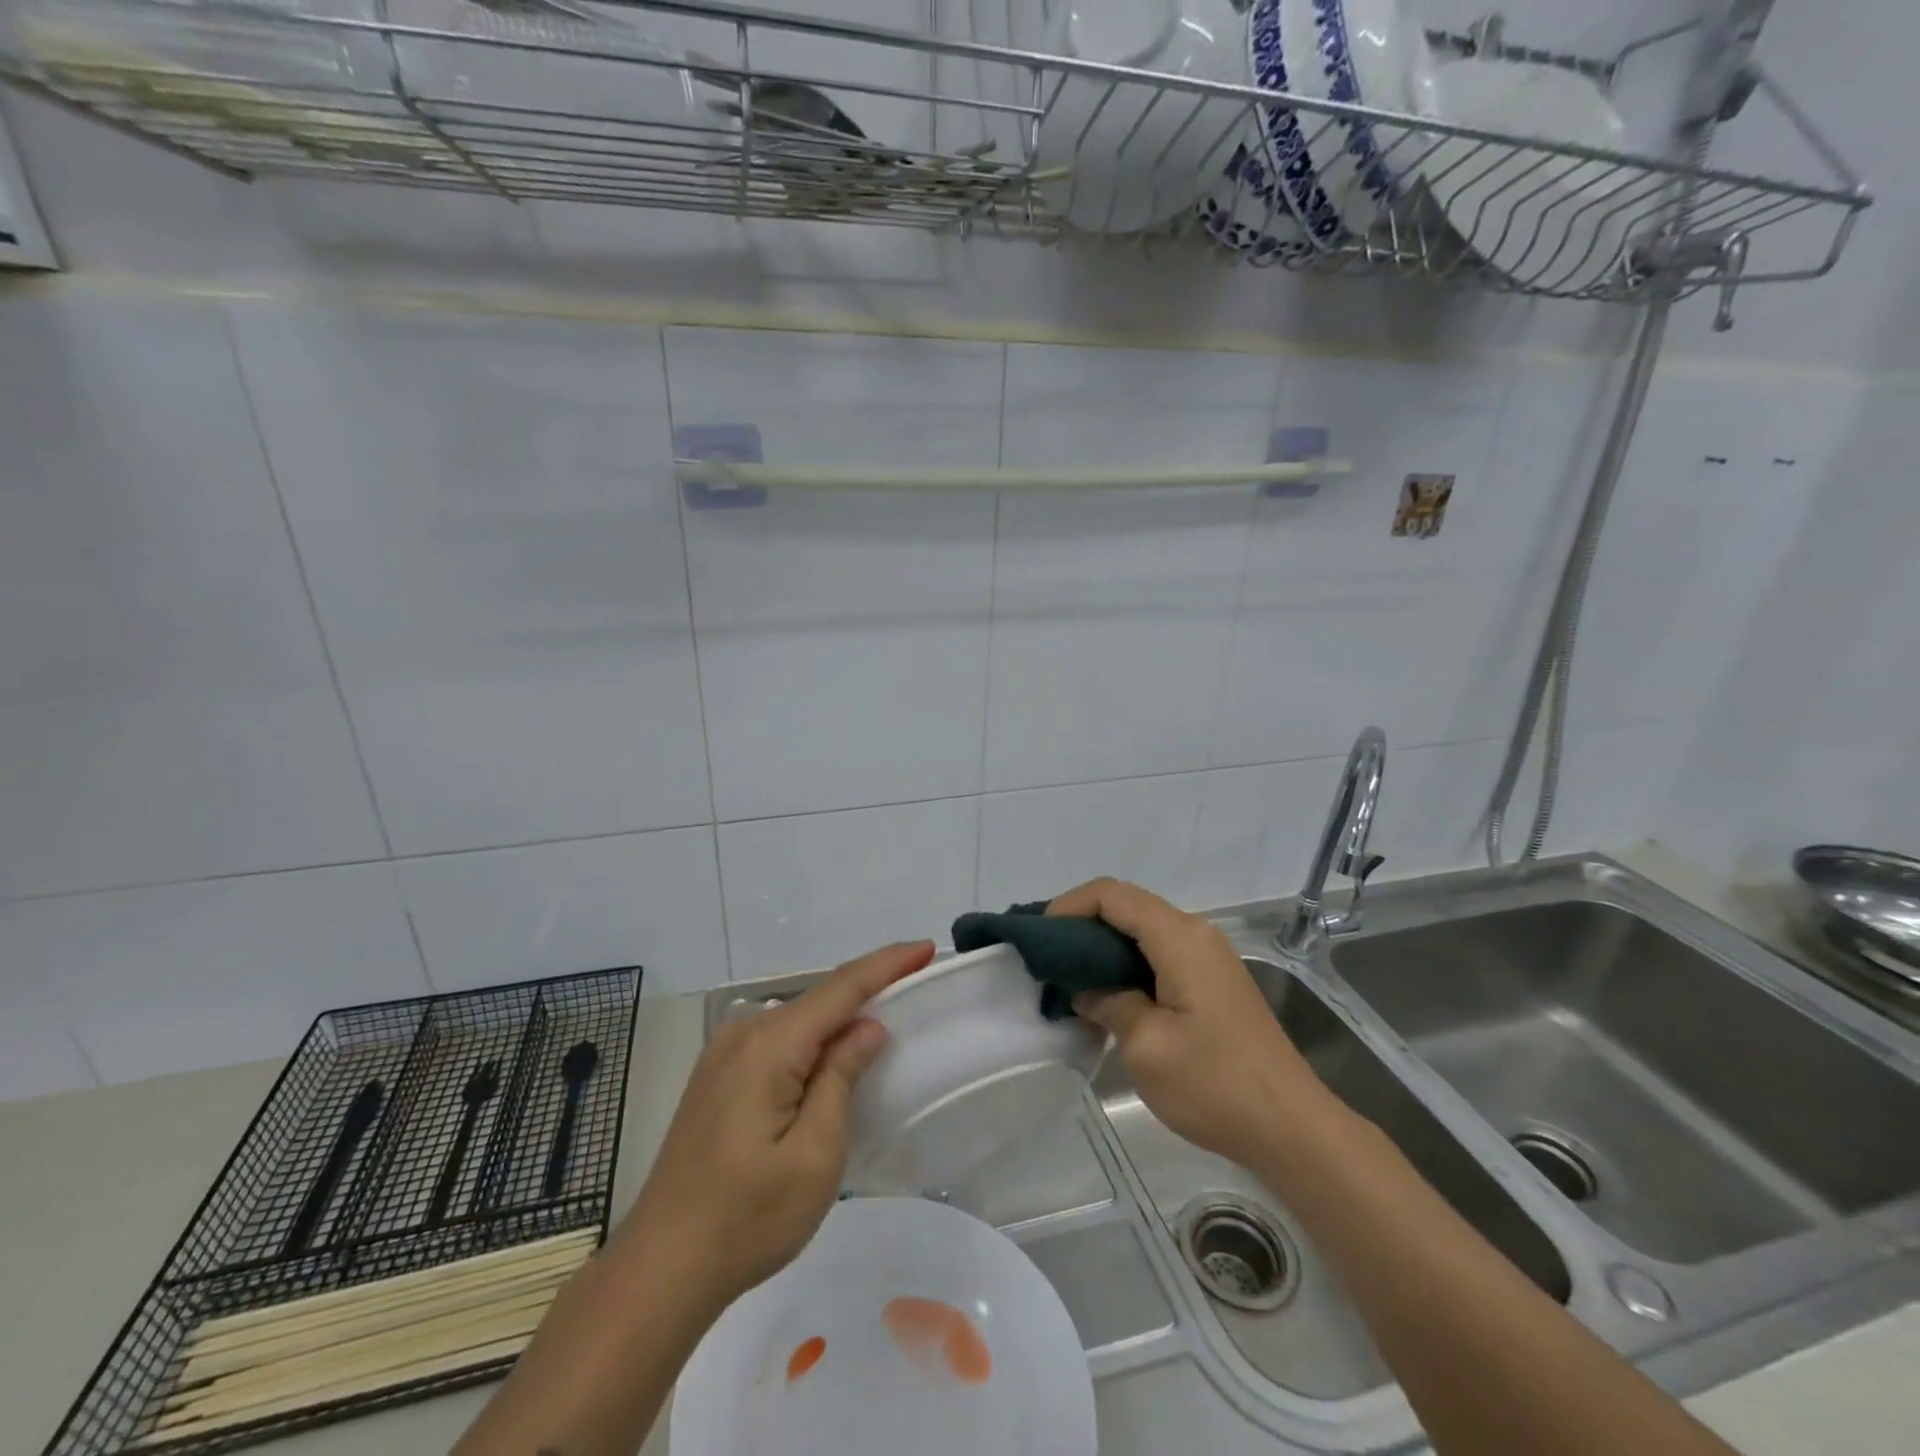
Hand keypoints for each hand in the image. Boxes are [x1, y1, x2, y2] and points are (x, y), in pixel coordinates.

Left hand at [622, 940, 935, 1307]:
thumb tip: (867, 1027)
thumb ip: (841, 1078)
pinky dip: (814, 1037)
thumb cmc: (746, 1220)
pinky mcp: (717, 1077)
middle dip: (868, 986)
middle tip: (914, 980)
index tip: (926, 947)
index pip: (840, 989)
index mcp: (768, 1046)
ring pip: (798, 1019)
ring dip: (840, 1015)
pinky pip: (778, 1040)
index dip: (886, 964)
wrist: (659, 1271)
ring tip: (884, 1013)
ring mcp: (723, 1055)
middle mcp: (742, 1034)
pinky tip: (832, 1052)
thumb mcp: (814, 1155)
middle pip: (818, 998)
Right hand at [1049, 879, 1334, 1168]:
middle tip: (1048, 962)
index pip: (1112, 894)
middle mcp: (1196, 933)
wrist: (1292, 1128)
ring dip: (1103, 949)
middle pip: (1127, 907)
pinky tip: (1108, 998)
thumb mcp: (1146, 1045)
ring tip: (1070, 981)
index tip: (1040, 939)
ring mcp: (1208, 957)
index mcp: (1180, 937)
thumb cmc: (1215, 1084)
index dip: (1070, 906)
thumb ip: (1108, 1002)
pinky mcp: (1213, 982)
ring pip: (1142, 932)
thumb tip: (1087, 988)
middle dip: (1082, 926)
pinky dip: (1126, 966)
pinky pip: (1159, 955)